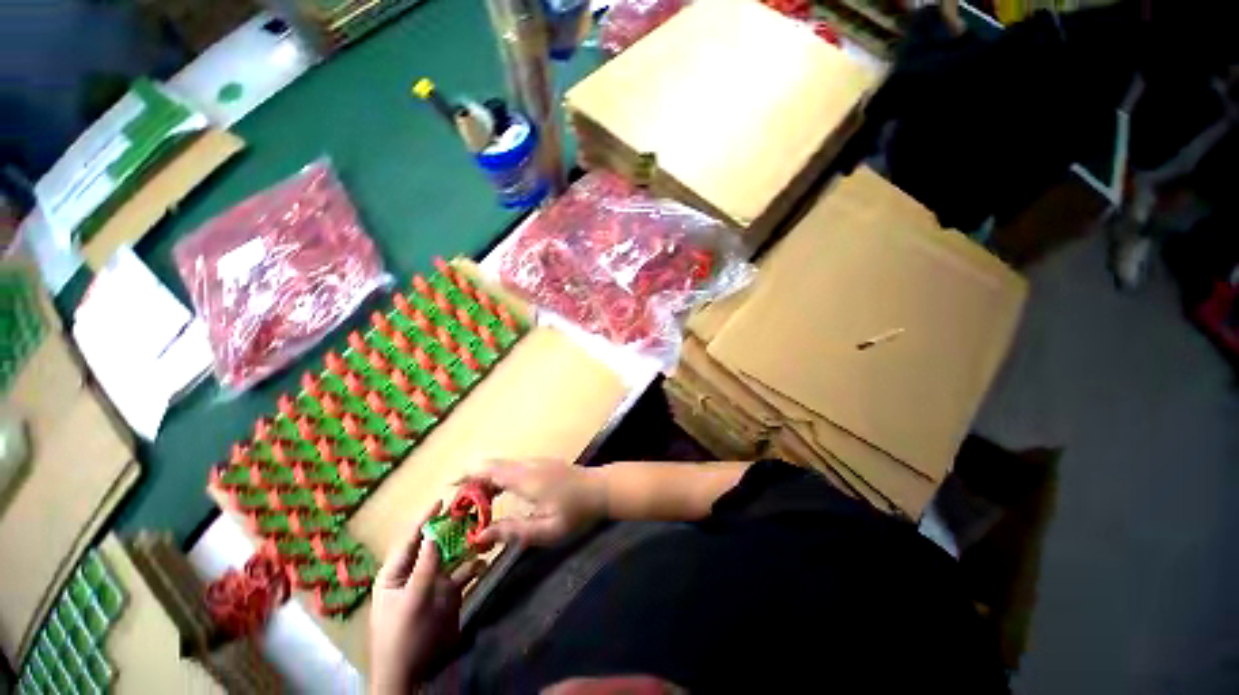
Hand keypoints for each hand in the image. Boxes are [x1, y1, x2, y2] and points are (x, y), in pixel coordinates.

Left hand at [369, 502, 483, 693]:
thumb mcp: (411, 600)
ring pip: (451, 557)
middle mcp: (414, 573)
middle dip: (451, 529)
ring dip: (466, 546)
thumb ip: (424, 567)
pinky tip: (483, 561)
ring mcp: (432, 584)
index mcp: (395, 573)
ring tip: (482, 532)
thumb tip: (434, 535)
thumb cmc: (402, 635)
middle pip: (434, 545)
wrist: (411, 673)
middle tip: (469, 512)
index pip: (410, 539)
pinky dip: (472, 566)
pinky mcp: (447, 595)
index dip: (424, 519)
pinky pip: (461, 574)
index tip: (441, 501)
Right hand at [469, 458, 605, 547]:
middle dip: (472, 481)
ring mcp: (536, 462)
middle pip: (492, 466)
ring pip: (502, 466)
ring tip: (477, 507)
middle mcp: (527, 465)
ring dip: (486, 481)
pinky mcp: (542, 465)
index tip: (449, 487)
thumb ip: (513, 532)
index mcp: (525, 478)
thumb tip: (480, 535)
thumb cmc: (576, 511)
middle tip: (461, 506)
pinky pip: (512, 468)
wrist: (601, 489)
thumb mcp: (547, 530)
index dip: (466, 475)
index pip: (489, 470)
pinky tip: (499, 498)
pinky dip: (499, 479)